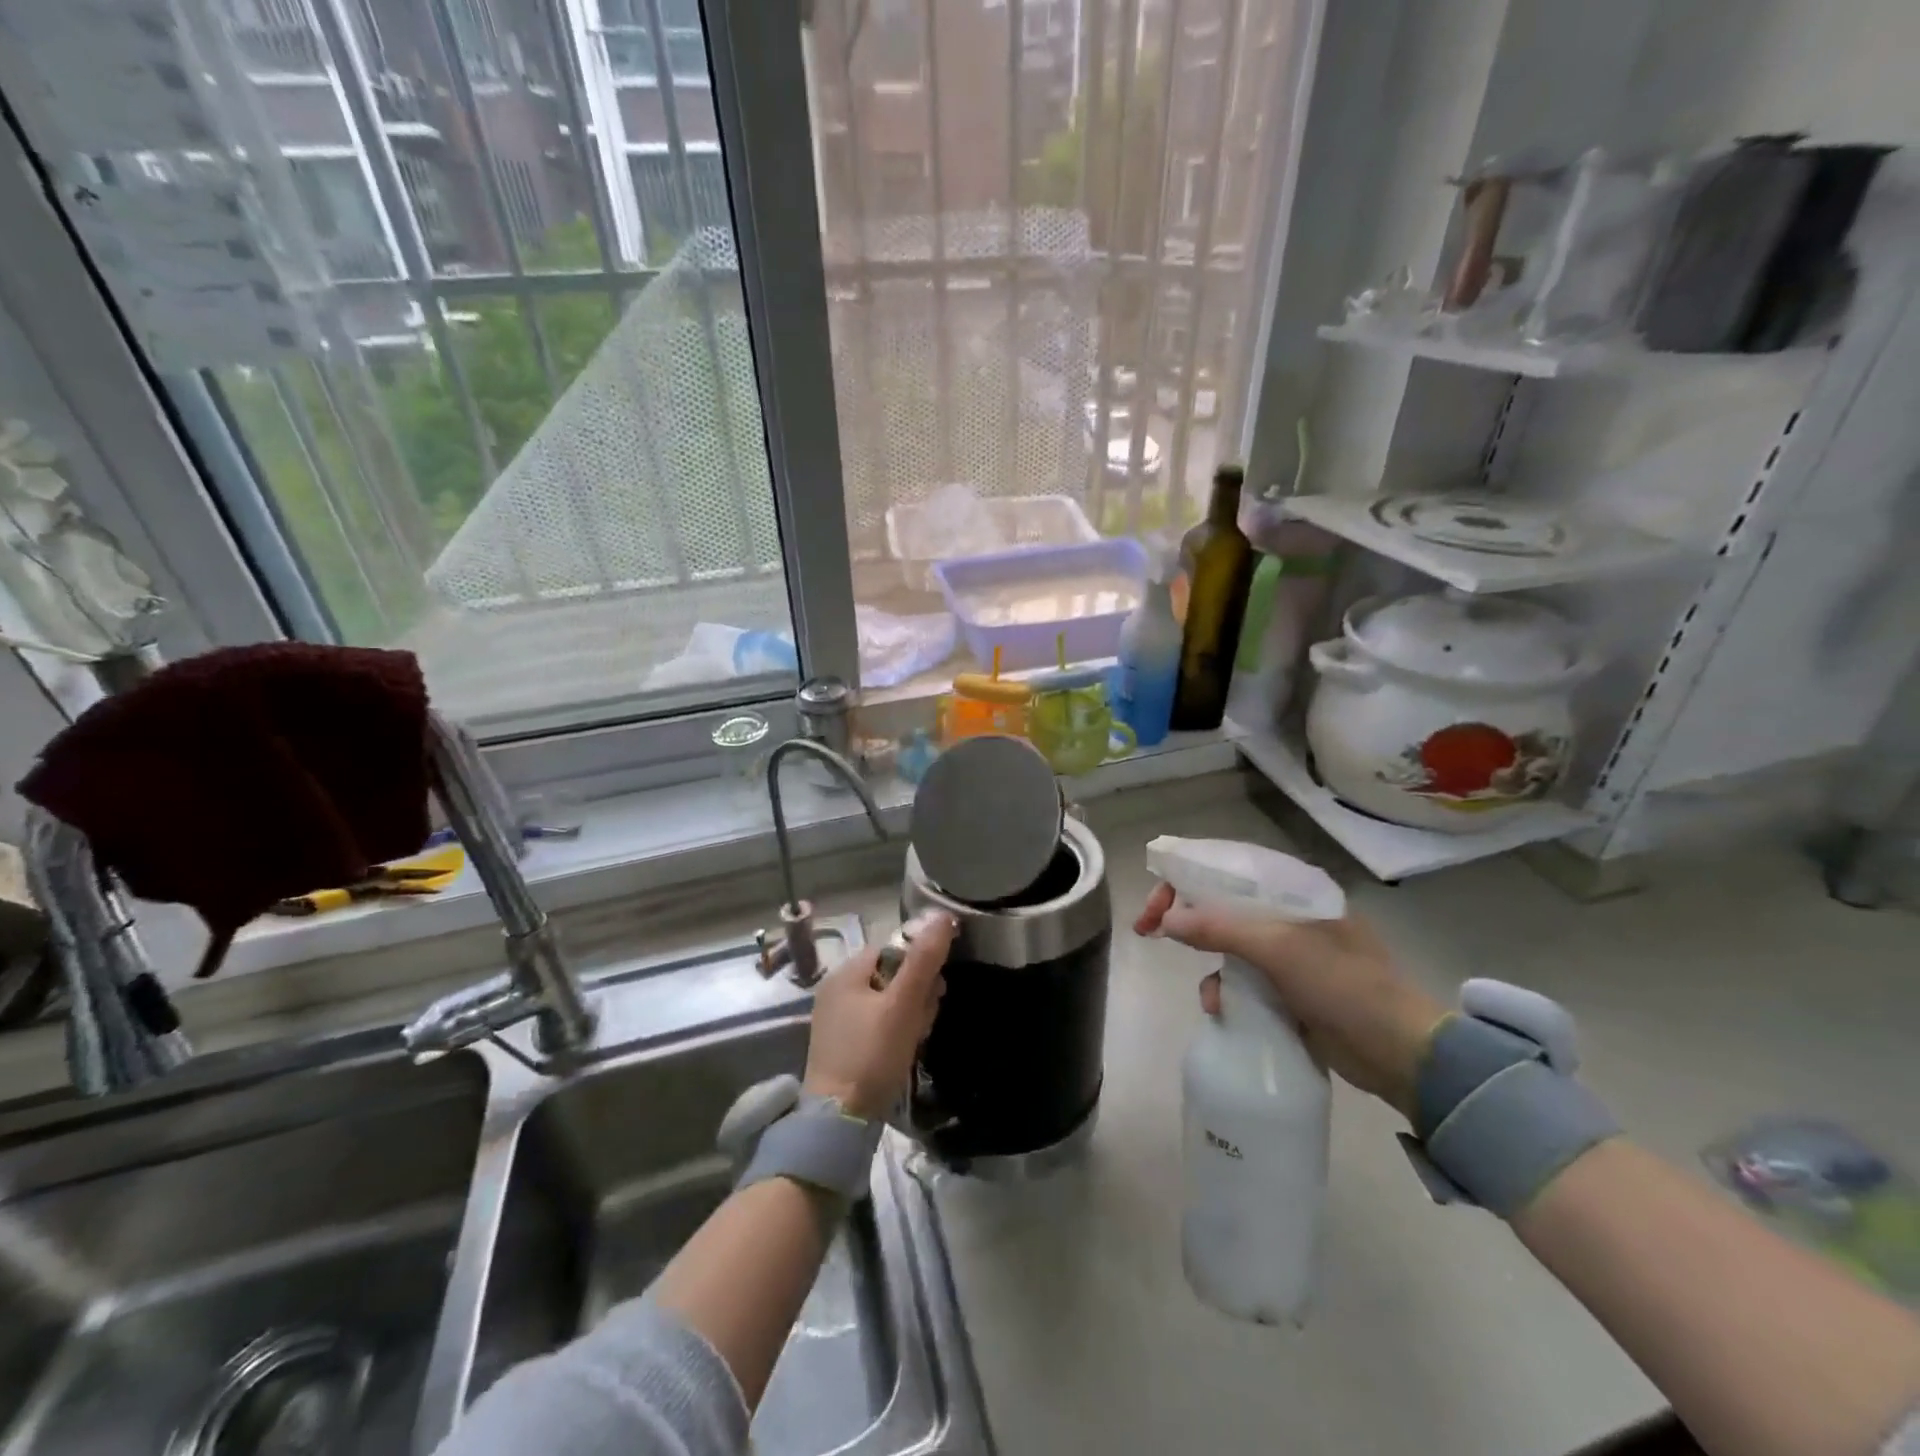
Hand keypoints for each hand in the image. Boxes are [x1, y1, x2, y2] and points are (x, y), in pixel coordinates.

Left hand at [804, 912, 956, 1119]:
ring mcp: (837, 1017)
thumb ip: (923, 960)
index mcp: (846, 972)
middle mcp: (837, 988)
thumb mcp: (903, 1005)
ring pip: (888, 1000)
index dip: (921, 964)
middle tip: (924, 1019)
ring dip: (910, 1013)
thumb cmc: (872, 1056)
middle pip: (892, 973)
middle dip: (917, 992)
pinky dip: (895, 1030)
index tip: (936, 990)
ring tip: (916, 1037)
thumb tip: (942, 915)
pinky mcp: (842, 1043)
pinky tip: (903, 1050)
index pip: (895, 948)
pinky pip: (877, 1022)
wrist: (838, 1122)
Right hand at [1135, 885, 1443, 1118]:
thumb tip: (1166, 920)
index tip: (1153, 904)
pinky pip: (1242, 980)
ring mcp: (1289, 954)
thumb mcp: (1279, 950)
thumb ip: (1219, 929)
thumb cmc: (1344, 985)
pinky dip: (1228, 992)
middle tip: (1147, 931)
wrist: (1401, 1054)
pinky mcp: (1289, 990)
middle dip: (1185, 919)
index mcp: (1294, 891)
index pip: (1226, 869)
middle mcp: (1288, 915)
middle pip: (1221, 906)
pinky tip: (1225, 1011)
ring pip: (1227, 946)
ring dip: (1210, 967)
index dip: (1183, 879)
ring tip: (1212, 997)